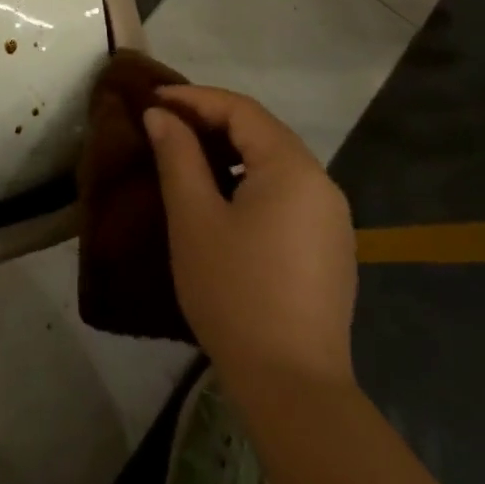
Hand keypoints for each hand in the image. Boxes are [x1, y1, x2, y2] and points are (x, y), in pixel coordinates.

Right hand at [145, 85, 356, 392]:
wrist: (292, 385)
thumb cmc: (235, 291)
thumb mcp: (194, 218)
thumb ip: (177, 156)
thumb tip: (161, 116)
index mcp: (293, 168)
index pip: (241, 110)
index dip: (194, 99)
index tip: (153, 100)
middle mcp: (321, 183)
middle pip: (262, 132)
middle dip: (211, 121)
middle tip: (165, 125)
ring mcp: (331, 218)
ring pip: (275, 163)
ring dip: (230, 151)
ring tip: (186, 157)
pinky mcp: (329, 248)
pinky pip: (286, 193)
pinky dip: (250, 180)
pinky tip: (222, 199)